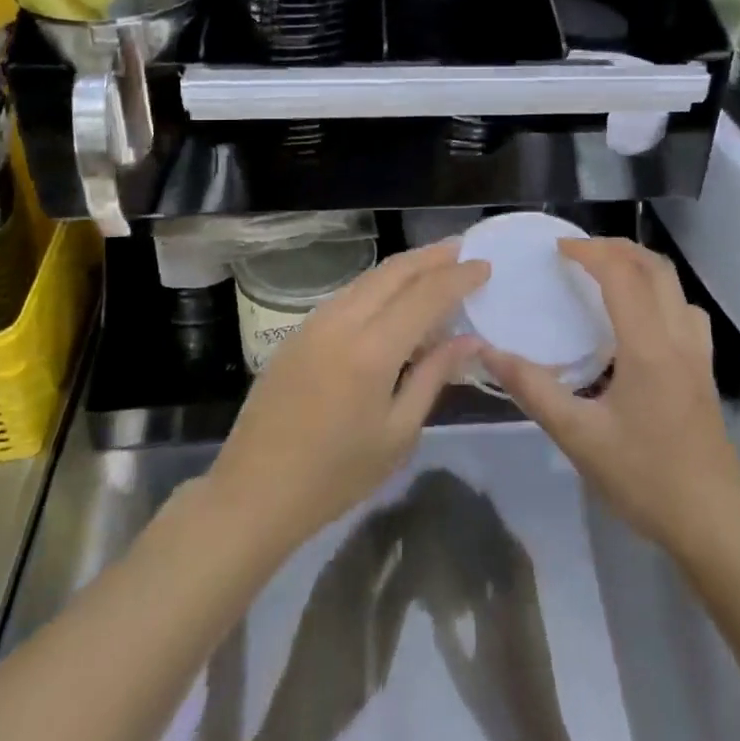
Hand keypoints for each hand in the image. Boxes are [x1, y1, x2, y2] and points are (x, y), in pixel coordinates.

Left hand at [206, 241, 489, 550]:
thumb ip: (433, 377)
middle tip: (462, 249)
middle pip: (393, 272)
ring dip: (404, 267)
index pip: (425, 295)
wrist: (255, 491)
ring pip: (367, 279)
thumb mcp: (398, 433)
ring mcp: (314, 323)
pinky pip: (348, 294)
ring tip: (434, 265)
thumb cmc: (336, 475)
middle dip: (431, 257)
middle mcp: (342, 322)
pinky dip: (378, 286)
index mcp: (371, 350)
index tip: (484, 265)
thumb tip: (469, 340)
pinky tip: (392, 297)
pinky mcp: (298, 332)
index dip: (458, 277)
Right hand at [484, 238, 739, 553]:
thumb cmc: (644, 478)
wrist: (712, 522)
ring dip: (640, 266)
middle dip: (615, 248)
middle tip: (578, 252)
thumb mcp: (578, 437)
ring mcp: (698, 353)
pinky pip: (685, 310)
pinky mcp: (705, 371)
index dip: (588, 252)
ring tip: (606, 274)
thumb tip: (490, 353)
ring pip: (675, 286)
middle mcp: (679, 338)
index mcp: (648, 347)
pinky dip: (659, 293)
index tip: (556, 249)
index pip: (621, 275)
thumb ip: (533, 390)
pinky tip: (639, 319)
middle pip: (655, 267)